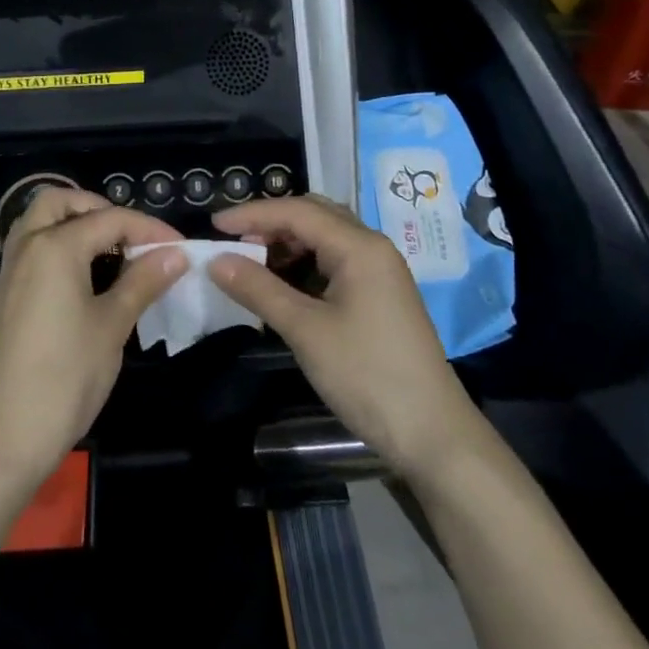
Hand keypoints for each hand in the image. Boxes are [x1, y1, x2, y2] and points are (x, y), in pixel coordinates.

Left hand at [0, 188, 186, 481]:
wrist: (0, 439)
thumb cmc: (64, 378)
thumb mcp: (111, 327)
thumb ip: (142, 282)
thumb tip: (176, 254)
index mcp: (54, 246)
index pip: (110, 219)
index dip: (149, 229)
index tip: (181, 248)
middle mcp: (26, 248)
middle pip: (59, 202)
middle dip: (98, 208)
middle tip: (130, 235)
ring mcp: (9, 274)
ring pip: (38, 224)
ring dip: (73, 224)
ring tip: (111, 252)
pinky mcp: (3, 300)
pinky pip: (30, 252)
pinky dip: (57, 247)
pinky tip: (83, 281)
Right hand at [210, 196, 481, 476]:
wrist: (434, 436)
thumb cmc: (368, 376)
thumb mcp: (306, 331)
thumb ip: (259, 289)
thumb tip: (215, 260)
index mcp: (359, 246)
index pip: (297, 211)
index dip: (252, 214)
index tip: (214, 224)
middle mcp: (372, 247)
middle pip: (313, 216)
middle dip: (270, 223)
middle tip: (233, 242)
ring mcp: (379, 271)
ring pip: (324, 239)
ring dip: (287, 245)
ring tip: (252, 264)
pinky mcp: (379, 295)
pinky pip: (334, 263)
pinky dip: (304, 266)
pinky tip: (282, 287)